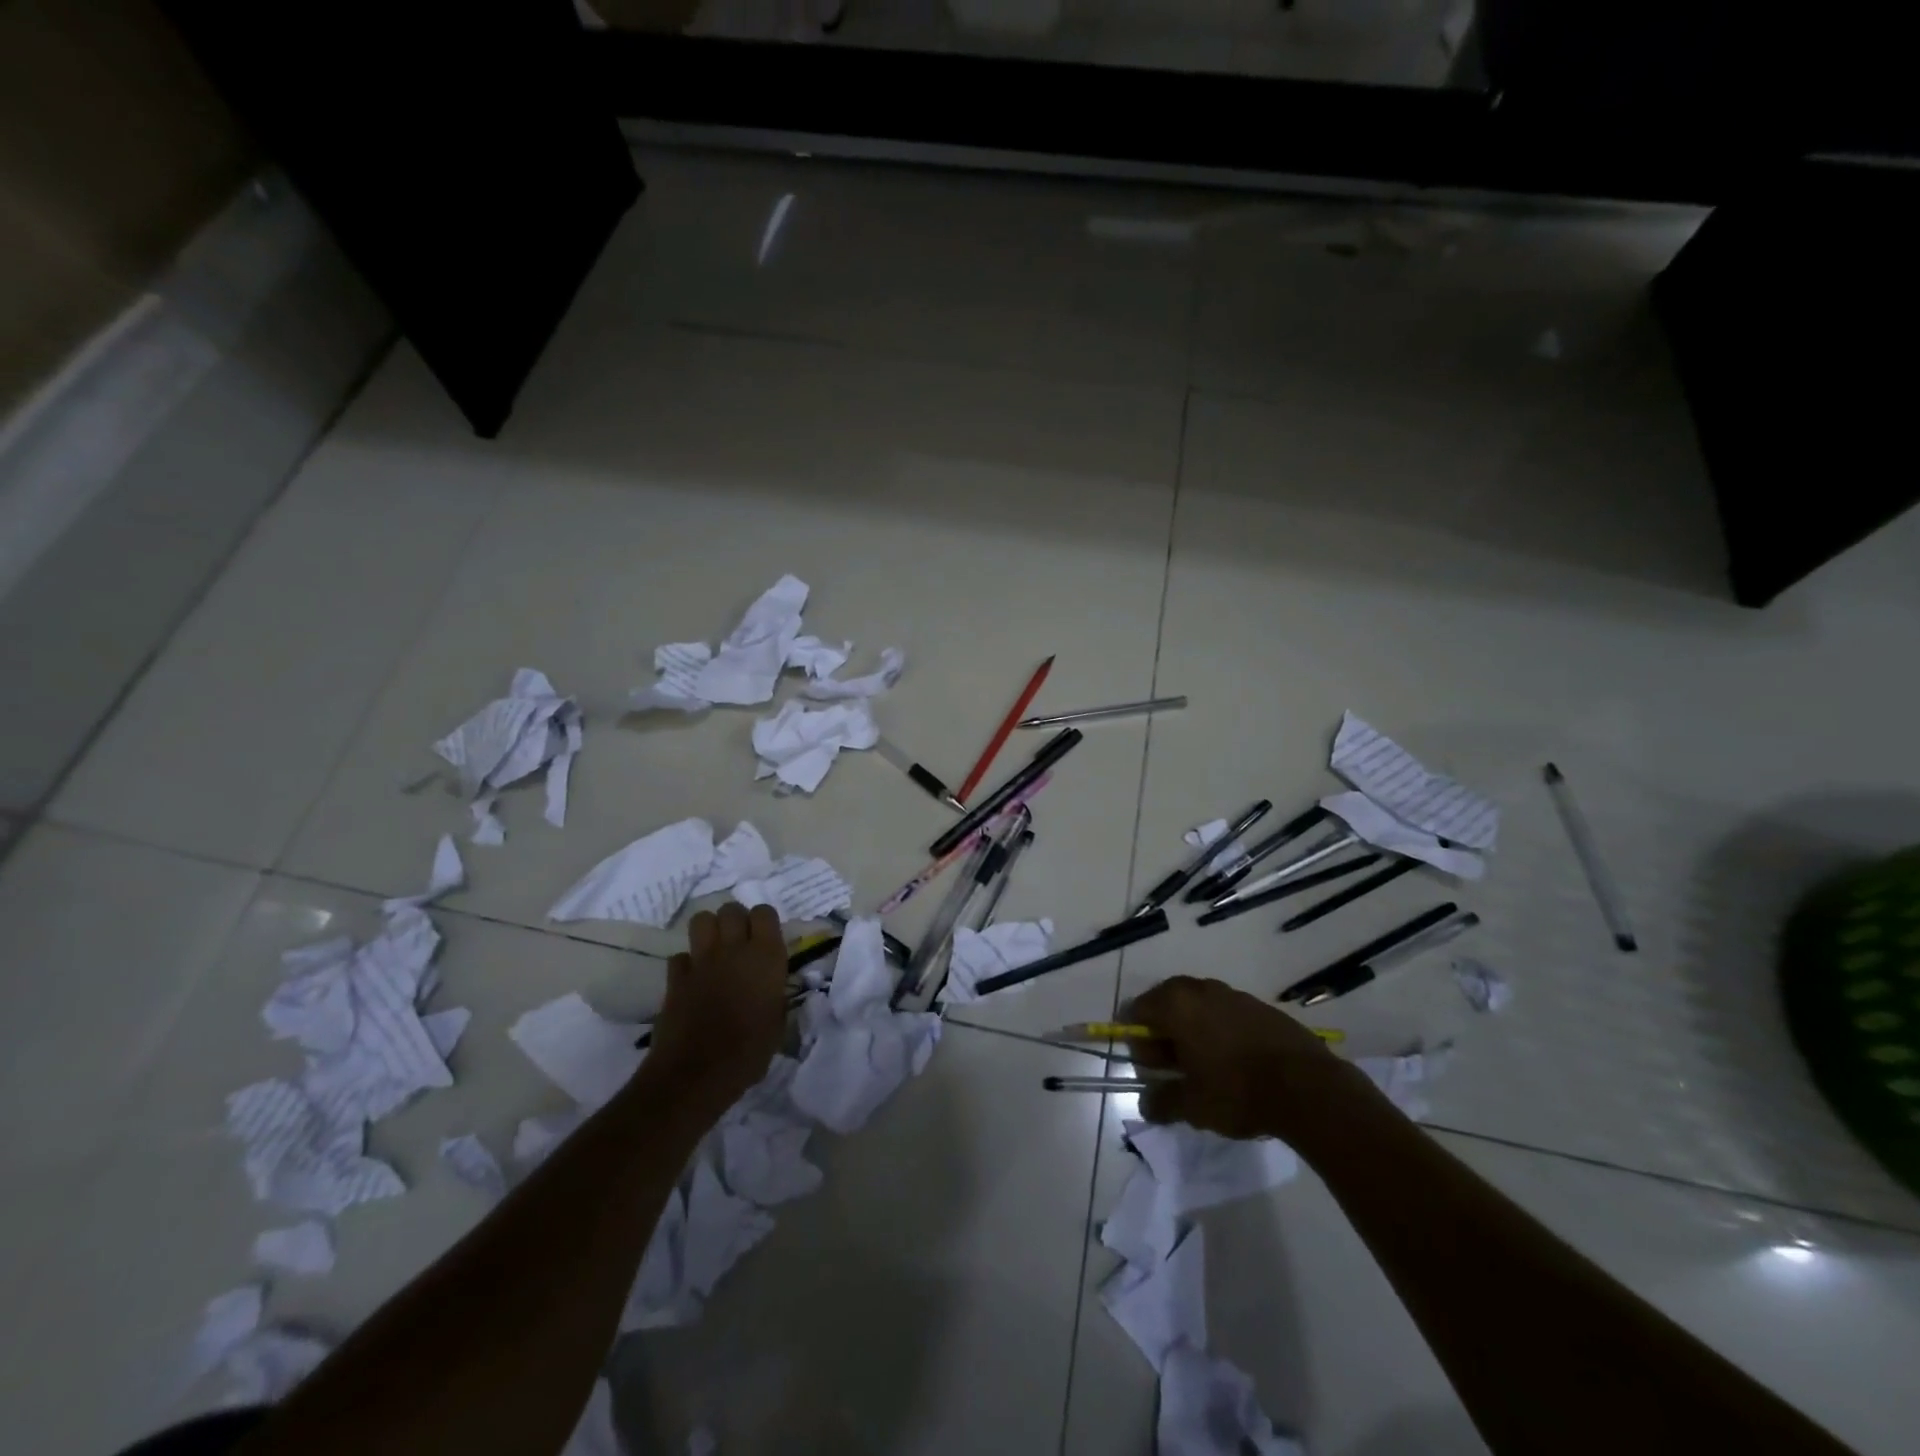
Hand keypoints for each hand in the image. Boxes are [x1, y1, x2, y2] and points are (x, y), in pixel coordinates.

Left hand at [642, 902, 787, 1118]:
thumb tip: (771, 989)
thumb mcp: (777, 1023)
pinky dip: (686, 963)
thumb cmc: (749, 1052)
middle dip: (735, 919)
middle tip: (740, 941)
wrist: (697, 1074)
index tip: (766, 938)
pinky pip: (680, 956)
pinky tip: (693, 978)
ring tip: (716, 949)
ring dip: (709, 929)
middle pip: (731, 909)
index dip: (764, 921)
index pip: (765, 912)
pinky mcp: (675, 978)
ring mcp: (701, 961)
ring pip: (701, 919)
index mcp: (766, 957)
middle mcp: (734, 949)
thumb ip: (775, 995)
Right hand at [1125, 975, 1349, 1141]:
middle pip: (1166, 1002)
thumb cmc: (1237, 1091)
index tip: (1150, 1067)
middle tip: (1173, 1065)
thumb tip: (1146, 1104)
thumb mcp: (1192, 1106)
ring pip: (1198, 1006)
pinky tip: (1234, 1061)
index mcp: (1176, 1005)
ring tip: (1204, 1065)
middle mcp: (1200, 990)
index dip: (1137, 1039)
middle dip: (1163, 1032)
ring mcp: (1233, 994)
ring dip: (1192, 1029)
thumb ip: (1162, 1101)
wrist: (1308, 1088)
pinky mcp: (1260, 1006)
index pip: (1137, 1010)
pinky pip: (1226, 1012)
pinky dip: (1220, 1030)